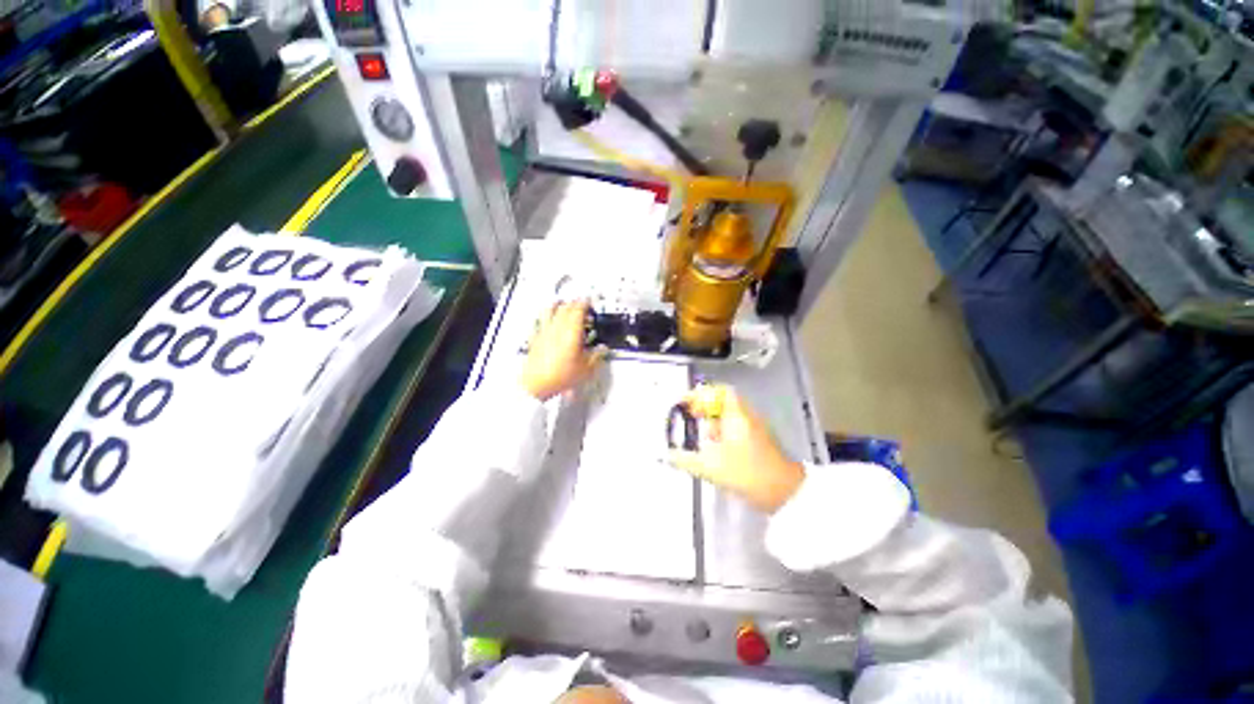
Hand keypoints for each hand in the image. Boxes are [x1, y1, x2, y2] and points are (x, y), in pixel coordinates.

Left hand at [520, 300, 604, 400]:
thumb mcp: (586, 369)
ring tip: (565, 306)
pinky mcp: (536, 337)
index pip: (578, 309)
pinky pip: (541, 320)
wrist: (536, 384)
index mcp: (571, 332)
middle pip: (565, 306)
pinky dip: (547, 316)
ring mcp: (545, 330)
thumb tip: (603, 349)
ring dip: (560, 305)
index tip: (590, 301)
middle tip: (582, 306)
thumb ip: (596, 356)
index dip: (585, 303)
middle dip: (575, 303)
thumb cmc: (561, 376)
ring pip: (551, 309)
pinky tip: (550, 320)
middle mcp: (557, 327)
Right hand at [669, 384, 803, 512]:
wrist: (784, 493)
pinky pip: (736, 428)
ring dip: (713, 422)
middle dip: (704, 408)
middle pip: (723, 402)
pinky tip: (716, 451)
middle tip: (690, 416)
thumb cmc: (747, 473)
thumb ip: (685, 460)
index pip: (719, 391)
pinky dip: (722, 433)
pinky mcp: (758, 442)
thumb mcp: (710, 467)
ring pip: (729, 416)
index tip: (685, 403)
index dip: (700, 394)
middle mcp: (747, 417)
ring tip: (702, 437)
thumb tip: (669, 456)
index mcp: (737, 415)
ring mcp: (755, 429)